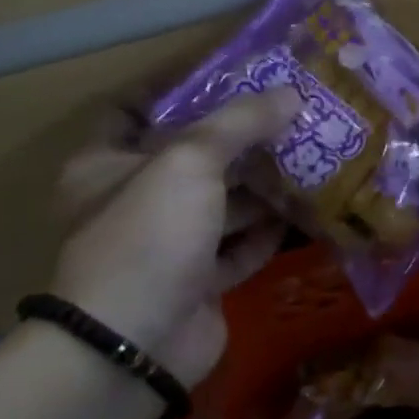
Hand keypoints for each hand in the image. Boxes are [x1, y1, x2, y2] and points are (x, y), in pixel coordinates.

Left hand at [51, 89, 299, 387]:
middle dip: (239, 138)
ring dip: (261, 185)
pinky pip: (238, 248)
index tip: (230, 74)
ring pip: (221, 204)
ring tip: (310, 156)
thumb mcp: (190, 161)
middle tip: (290, 114)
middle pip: (191, 157)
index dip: (177, 89)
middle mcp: (134, 201)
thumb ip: (240, 123)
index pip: (135, 109)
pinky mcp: (198, 282)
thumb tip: (292, 94)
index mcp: (107, 164)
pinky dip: (267, 232)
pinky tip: (305, 212)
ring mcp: (167, 245)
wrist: (135, 344)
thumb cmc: (148, 235)